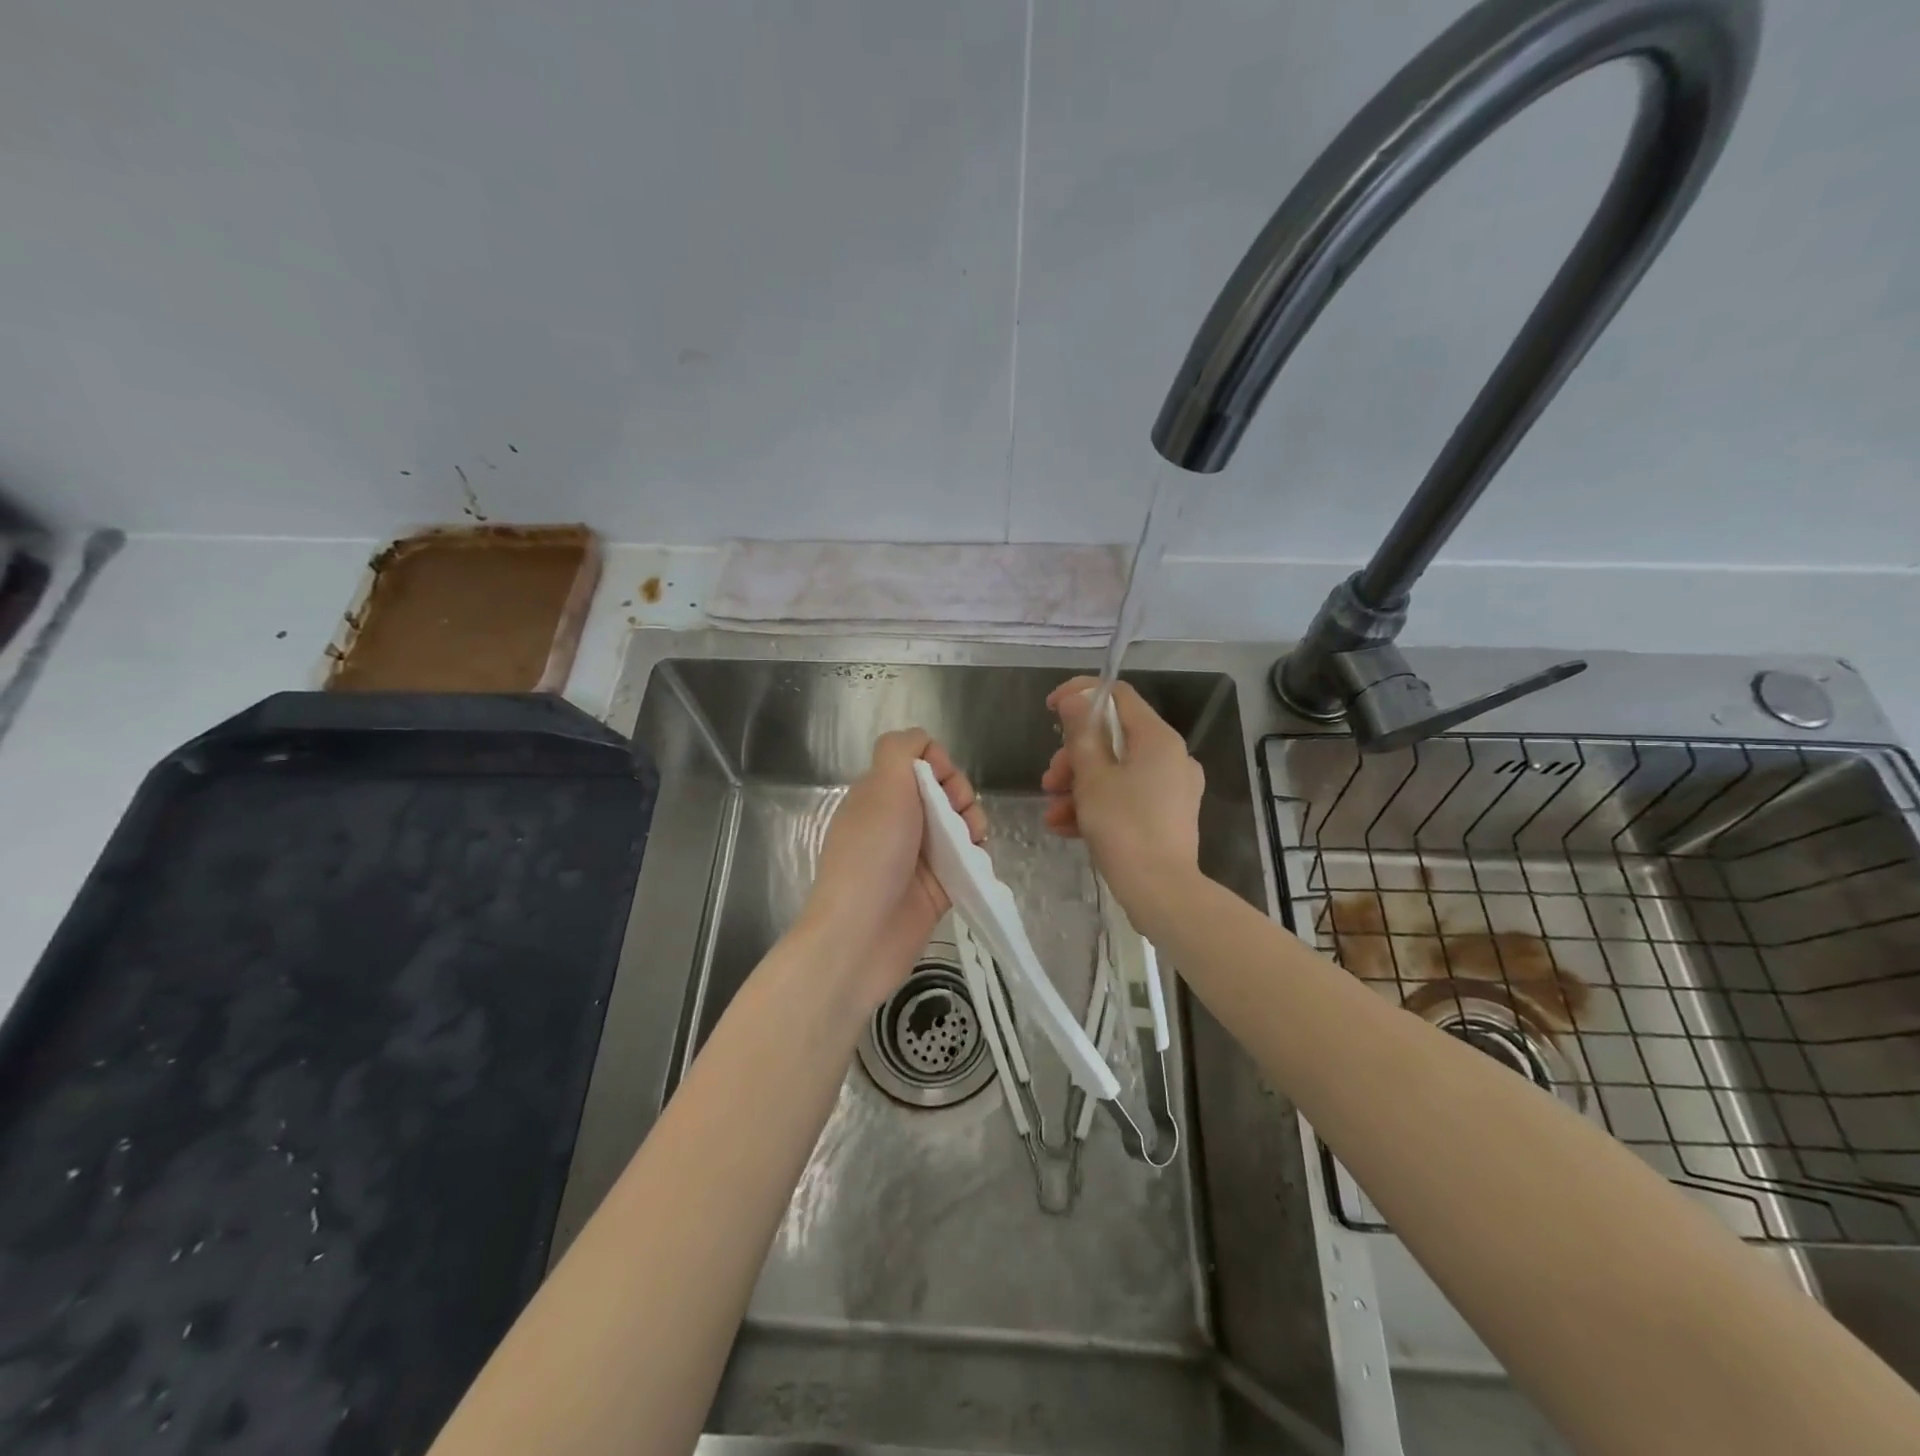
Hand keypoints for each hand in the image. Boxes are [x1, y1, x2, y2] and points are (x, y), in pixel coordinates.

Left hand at [804, 729, 986, 1010]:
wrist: (860, 937)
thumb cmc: (871, 856)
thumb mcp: (882, 786)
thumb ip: (901, 750)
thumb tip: (921, 741)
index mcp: (879, 794)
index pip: (919, 761)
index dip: (939, 765)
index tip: (943, 783)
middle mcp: (897, 821)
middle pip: (944, 792)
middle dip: (961, 796)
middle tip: (959, 815)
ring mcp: (917, 857)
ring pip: (959, 826)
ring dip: (974, 826)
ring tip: (974, 843)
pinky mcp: (936, 889)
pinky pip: (966, 862)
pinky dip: (976, 858)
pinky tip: (977, 864)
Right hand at [1041, 678, 1203, 916]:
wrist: (1161, 892)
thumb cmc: (1124, 827)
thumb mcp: (1092, 777)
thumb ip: (1081, 733)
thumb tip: (1075, 697)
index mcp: (1158, 739)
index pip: (1119, 696)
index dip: (1081, 695)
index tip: (1050, 709)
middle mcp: (1171, 757)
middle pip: (1114, 738)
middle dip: (1074, 756)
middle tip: (1049, 780)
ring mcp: (1172, 788)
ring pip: (1117, 771)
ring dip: (1079, 786)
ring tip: (1052, 812)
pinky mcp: (1167, 816)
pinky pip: (1127, 797)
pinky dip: (1098, 805)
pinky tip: (1066, 828)